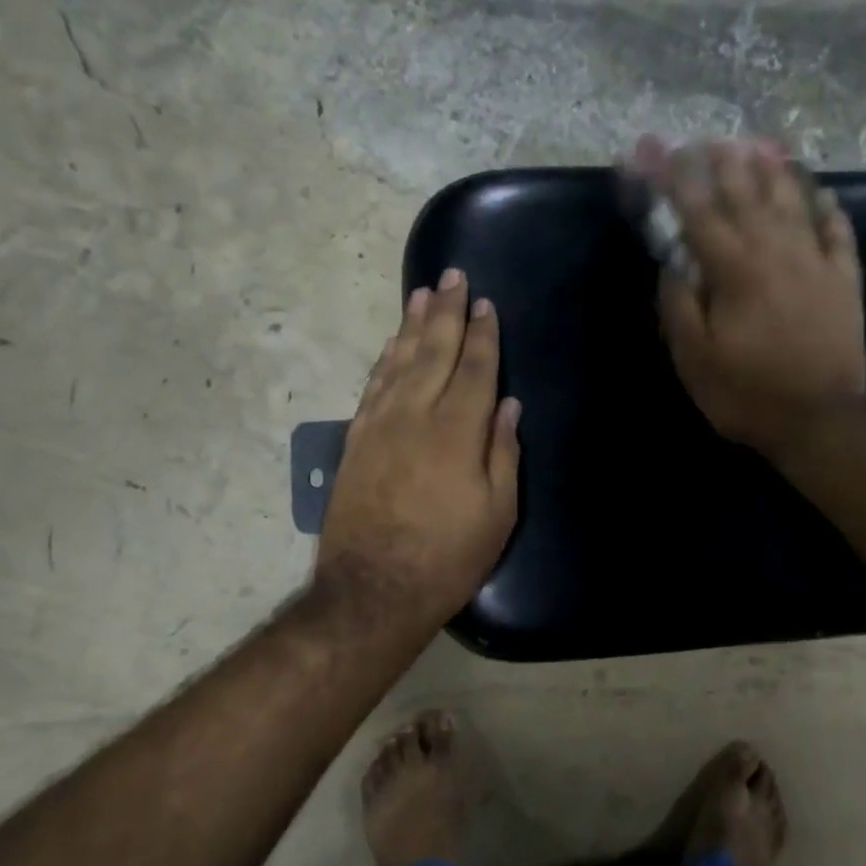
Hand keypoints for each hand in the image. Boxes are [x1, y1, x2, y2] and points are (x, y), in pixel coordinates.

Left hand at [315, 269, 521, 635]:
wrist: (373, 589)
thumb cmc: (448, 557)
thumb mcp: (497, 514)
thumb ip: (503, 454)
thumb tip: (508, 406)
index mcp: (457, 431)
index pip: (475, 369)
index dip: (483, 335)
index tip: (485, 304)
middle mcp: (416, 415)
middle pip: (434, 352)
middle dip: (446, 312)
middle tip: (452, 275)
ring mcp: (380, 425)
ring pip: (399, 361)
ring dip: (412, 325)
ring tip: (422, 294)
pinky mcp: (356, 441)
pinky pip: (373, 386)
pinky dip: (384, 359)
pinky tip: (392, 345)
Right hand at [634, 136, 865, 453]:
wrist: (820, 419)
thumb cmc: (747, 393)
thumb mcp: (694, 359)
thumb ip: (679, 305)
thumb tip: (673, 262)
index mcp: (735, 271)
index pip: (699, 213)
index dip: (676, 180)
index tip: (660, 152)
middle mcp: (776, 253)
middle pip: (748, 197)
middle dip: (725, 165)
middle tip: (711, 139)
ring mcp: (816, 263)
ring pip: (794, 203)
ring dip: (775, 172)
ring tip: (761, 146)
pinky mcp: (845, 282)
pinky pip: (838, 233)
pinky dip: (829, 209)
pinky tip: (822, 193)